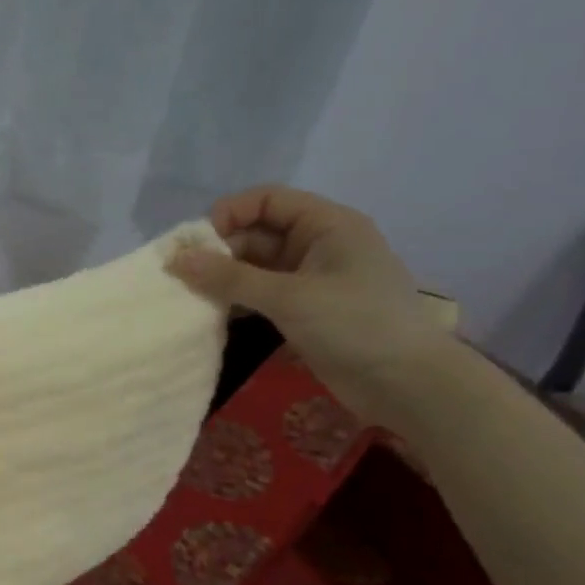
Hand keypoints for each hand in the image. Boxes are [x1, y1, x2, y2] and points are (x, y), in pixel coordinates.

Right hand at [167, 186, 455, 424]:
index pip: (267, 200)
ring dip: (224, 278)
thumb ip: (229, 278)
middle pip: (257, 232)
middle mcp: (319, 244)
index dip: (229, 214)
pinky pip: (261, 292)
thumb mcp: (289, 297)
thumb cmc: (355, 325)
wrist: (408, 384)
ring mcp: (312, 278)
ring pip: (255, 265)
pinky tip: (213, 314)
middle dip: (219, 251)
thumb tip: (176, 260)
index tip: (196, 245)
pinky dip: (237, 299)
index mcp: (327, 225)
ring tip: (191, 297)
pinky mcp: (305, 308)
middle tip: (185, 278)